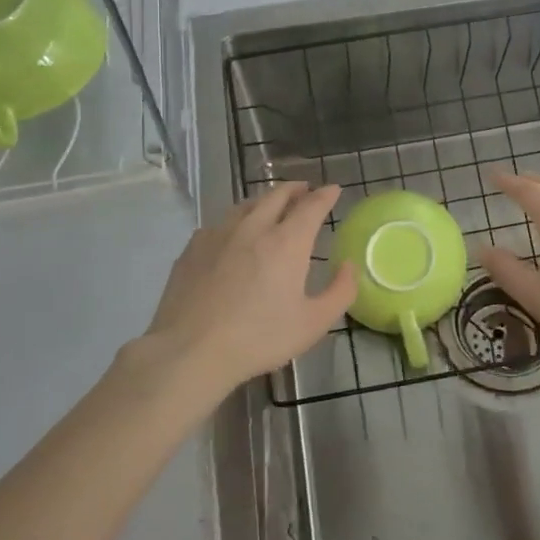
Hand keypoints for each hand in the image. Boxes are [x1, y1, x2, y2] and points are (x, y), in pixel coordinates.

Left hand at [125, 182, 356, 399]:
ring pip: (246, 205)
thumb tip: (348, 266)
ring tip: (271, 205)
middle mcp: (253, 227)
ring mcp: (219, 234)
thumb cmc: (259, 338)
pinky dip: (235, 221)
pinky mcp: (193, 247)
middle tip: (304, 189)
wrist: (191, 350)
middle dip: (295, 189)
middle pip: (276, 196)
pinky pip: (220, 223)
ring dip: (264, 200)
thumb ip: (340, 291)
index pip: (311, 206)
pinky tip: (232, 234)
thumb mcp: (314, 323)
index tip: (333, 189)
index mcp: (287, 242)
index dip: (325, 195)